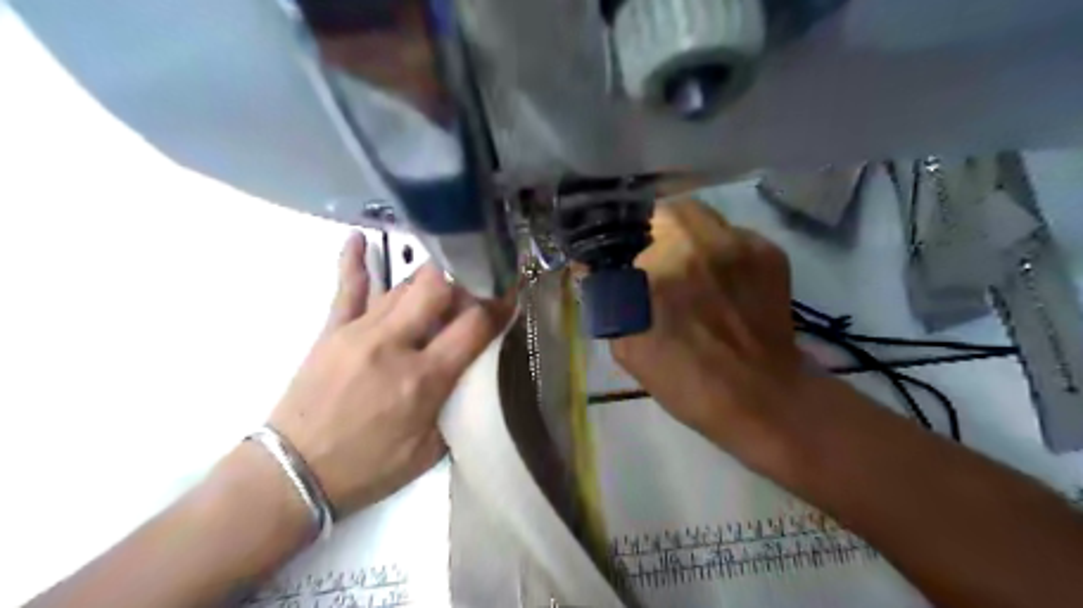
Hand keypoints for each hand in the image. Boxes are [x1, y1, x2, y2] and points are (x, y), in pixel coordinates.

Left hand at [271, 233, 507, 517]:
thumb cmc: (367, 469)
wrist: (293, 474)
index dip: (499, 307)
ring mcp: (359, 331)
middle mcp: (394, 344)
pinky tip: (359, 238)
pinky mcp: (331, 330)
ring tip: (444, 280)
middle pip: (437, 288)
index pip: (473, 326)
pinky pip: (346, 287)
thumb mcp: (428, 452)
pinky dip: (354, 261)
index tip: (511, 296)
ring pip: (402, 285)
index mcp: (423, 378)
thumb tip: (472, 374)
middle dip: (463, 282)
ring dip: (429, 280)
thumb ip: (455, 407)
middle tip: (473, 291)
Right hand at [607, 200, 801, 460]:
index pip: (624, 231)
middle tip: (654, 261)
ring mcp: (740, 242)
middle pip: (665, 212)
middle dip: (653, 232)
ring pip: (700, 215)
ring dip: (686, 235)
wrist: (762, 398)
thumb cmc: (686, 380)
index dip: (620, 243)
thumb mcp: (628, 347)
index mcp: (658, 269)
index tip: (621, 260)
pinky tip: (721, 279)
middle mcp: (699, 242)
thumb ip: (606, 300)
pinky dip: (719, 249)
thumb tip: (593, 267)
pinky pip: (731, 233)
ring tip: (688, 267)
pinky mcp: (769, 251)